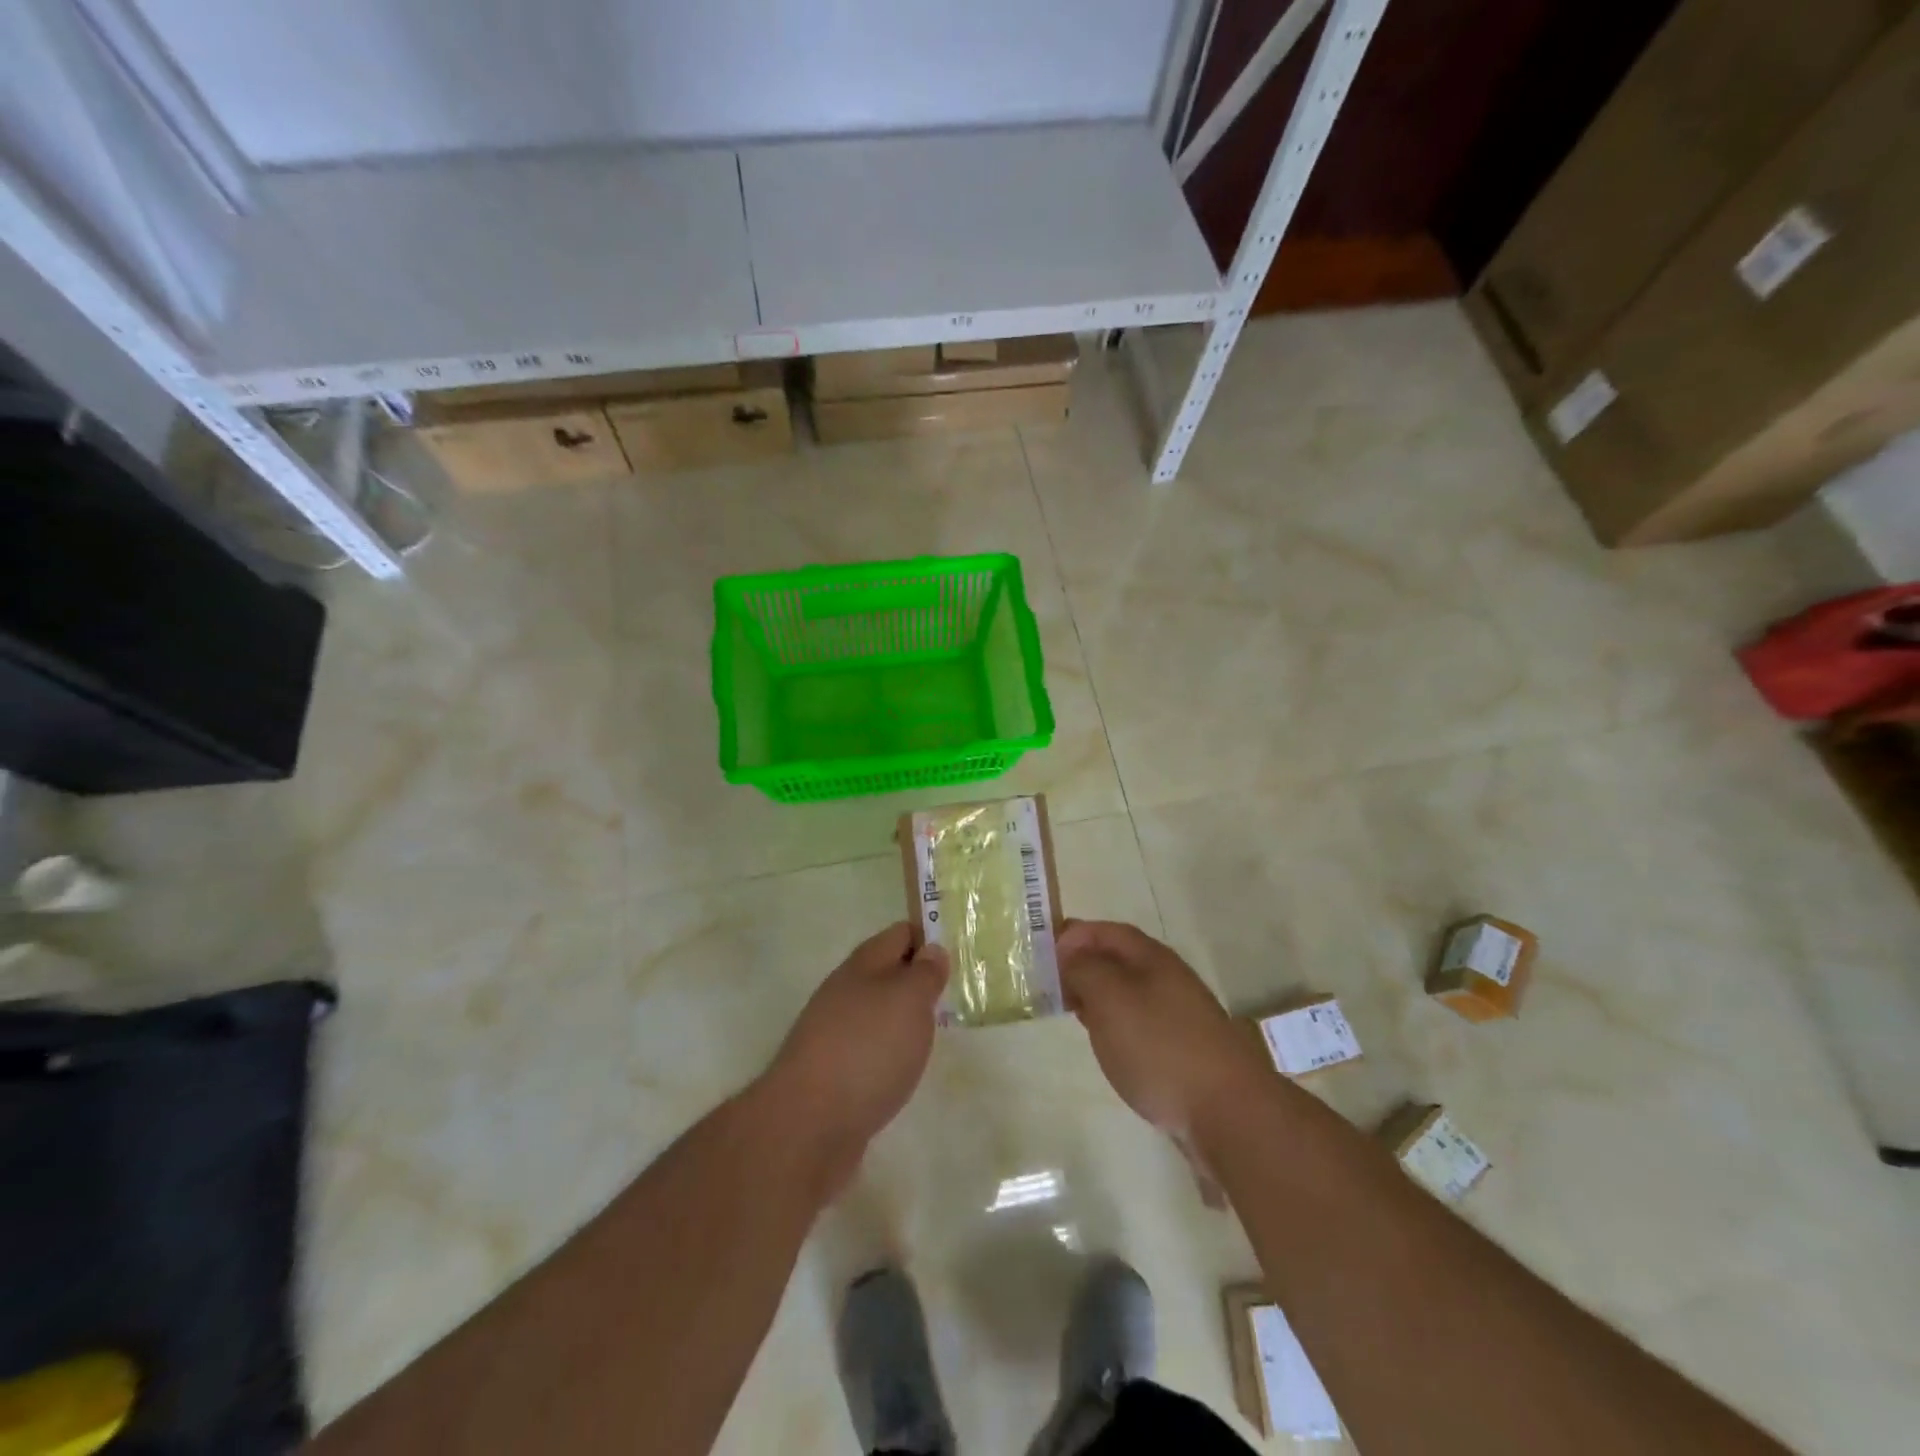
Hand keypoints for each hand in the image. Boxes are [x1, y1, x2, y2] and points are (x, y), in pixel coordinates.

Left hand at [757, 923, 946, 1190]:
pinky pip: (869, 1048)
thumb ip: (925, 973)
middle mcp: (845, 992)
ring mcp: (834, 1033)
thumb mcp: (909, 1000)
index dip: (928, 938)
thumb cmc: (867, 1049)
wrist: (807, 1125)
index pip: (900, 934)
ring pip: (878, 1012)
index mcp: (862, 965)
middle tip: (955, 994)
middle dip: (918, 980)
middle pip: (887, 973)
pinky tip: (904, 1067)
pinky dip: (890, 1051)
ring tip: (936, 1031)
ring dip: (904, 1017)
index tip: (958, 953)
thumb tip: (931, 950)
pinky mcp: (832, 1073)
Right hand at [1057, 920, 1271, 1137]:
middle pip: (1119, 959)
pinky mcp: (1182, 1050)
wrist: (1227, 1112)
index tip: (1043, 953)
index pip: (1108, 931)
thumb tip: (1071, 956)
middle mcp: (1168, 979)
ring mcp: (1179, 1016)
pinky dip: (1114, 1024)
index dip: (1075, 935)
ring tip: (1069, 1010)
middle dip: (1083, 965)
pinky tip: (1105, 1042)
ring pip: (1128, 993)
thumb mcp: (1110, 998)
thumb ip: (1084, 970)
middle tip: (1049, 983)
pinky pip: (1139, 1023)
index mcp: (1152, 958)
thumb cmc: (1159, 1046)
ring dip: (1097, 995)